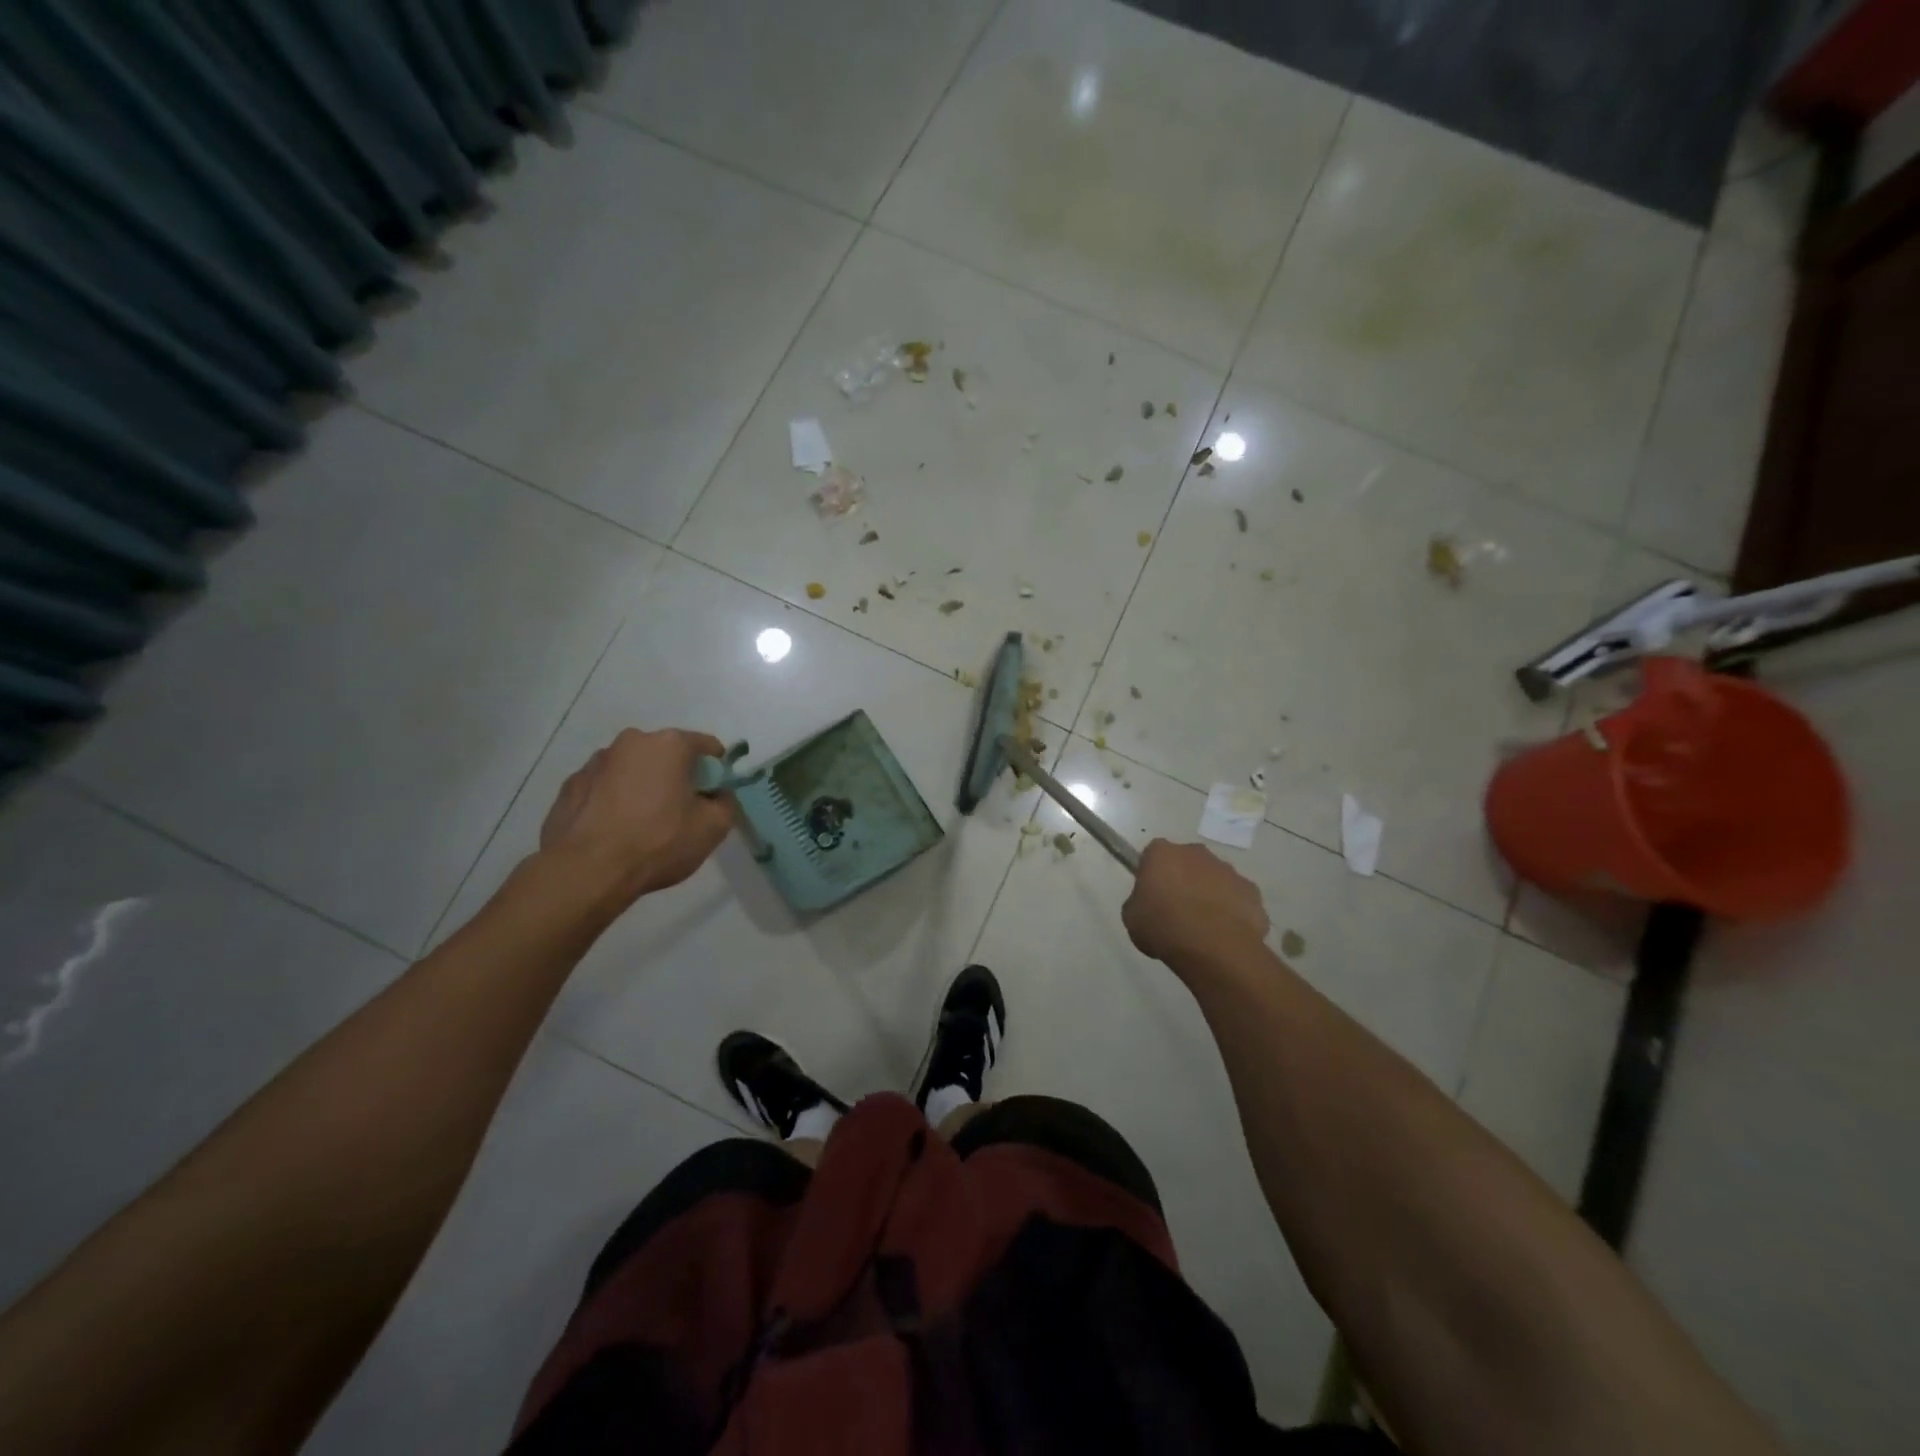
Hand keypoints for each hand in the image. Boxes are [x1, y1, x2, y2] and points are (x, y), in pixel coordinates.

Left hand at [538, 728, 734, 907]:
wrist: (587, 871)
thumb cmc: (658, 842)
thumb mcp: (713, 827)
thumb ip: (726, 803)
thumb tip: (718, 795)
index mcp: (669, 744)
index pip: (705, 745)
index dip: (716, 769)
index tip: (715, 794)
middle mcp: (630, 742)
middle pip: (665, 754)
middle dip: (676, 775)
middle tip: (680, 810)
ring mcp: (595, 762)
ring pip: (631, 769)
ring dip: (642, 786)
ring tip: (642, 823)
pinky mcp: (569, 786)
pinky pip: (603, 787)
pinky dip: (613, 800)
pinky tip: (614, 830)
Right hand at [1123, 839, 1269, 971]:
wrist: (1214, 948)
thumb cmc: (1164, 927)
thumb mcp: (1132, 918)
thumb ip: (1139, 902)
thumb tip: (1149, 903)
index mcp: (1162, 853)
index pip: (1153, 855)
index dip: (1152, 874)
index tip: (1151, 895)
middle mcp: (1196, 853)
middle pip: (1187, 862)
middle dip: (1183, 879)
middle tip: (1176, 910)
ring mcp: (1228, 870)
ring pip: (1214, 879)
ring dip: (1209, 894)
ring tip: (1203, 927)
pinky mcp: (1252, 891)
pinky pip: (1236, 898)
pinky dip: (1231, 911)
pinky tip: (1224, 934)